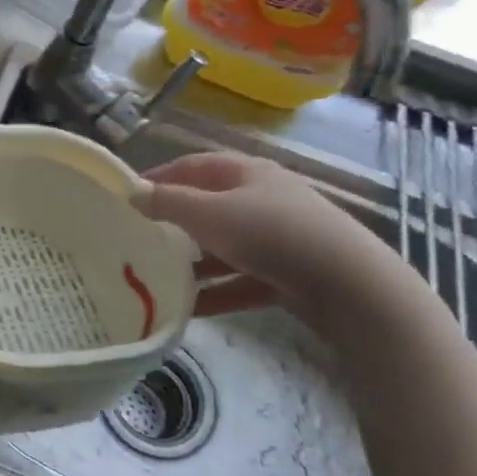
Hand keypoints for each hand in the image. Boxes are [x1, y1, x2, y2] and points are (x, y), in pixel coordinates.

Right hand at [133, 151, 402, 320]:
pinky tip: (188, 310)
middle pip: (207, 207)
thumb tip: (133, 194)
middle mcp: (262, 199)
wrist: (350, 286)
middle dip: (173, 224)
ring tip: (158, 279)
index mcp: (246, 172)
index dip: (158, 177)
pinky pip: (240, 281)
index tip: (125, 198)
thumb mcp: (210, 214)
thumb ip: (168, 203)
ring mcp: (277, 238)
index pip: (192, 166)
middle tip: (138, 240)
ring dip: (193, 264)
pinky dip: (216, 292)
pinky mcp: (287, 274)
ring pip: (223, 247)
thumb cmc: (272, 234)